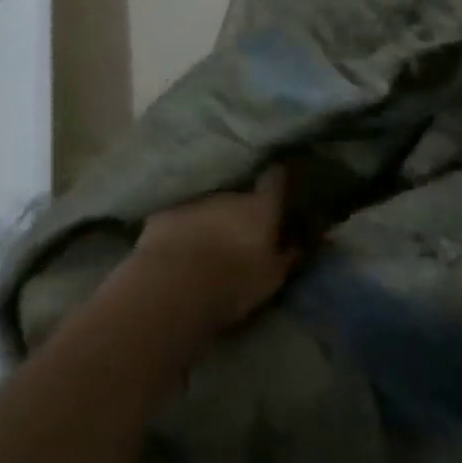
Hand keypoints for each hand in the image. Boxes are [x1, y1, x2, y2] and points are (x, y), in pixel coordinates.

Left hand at [130, 168, 298, 334]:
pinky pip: (179, 215)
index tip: (280, 178)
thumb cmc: (233, 283)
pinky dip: (182, 225)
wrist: (174, 285)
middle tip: (241, 226)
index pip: (275, 178)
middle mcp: (229, 195)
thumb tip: (297, 244)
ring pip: (208, 203)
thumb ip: (286, 257)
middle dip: (241, 205)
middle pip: (239, 193)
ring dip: (211, 216)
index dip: (278, 177)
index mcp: (260, 207)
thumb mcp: (271, 278)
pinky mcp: (164, 213)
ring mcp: (195, 201)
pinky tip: (178, 243)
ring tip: (209, 238)